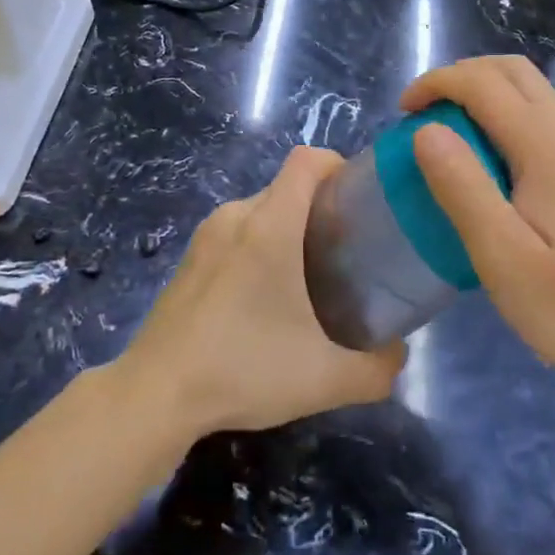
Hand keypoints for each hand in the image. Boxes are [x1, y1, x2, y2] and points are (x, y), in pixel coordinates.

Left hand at [118, 147, 405, 437]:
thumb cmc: (242, 369)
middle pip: (287, 187)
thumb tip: (399, 354)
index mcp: (269, 225)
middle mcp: (236, 216)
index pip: (307, 160)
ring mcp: (207, 234)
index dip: (338, 165)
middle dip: (321, 208)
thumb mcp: (323, 379)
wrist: (155, 394)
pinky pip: (236, 232)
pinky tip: (263, 298)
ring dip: (289, 229)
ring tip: (309, 278)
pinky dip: (259, 246)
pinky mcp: (190, 257)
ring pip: (261, 210)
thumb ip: (376, 369)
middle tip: (345, 253)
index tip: (359, 201)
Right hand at [402, 56, 554, 391]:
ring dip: (480, 90)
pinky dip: (499, 111)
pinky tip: (481, 155)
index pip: (484, 83)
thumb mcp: (501, 254)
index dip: (437, 83)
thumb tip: (425, 129)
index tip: (402, 112)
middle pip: (510, 70)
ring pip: (526, 87)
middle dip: (458, 77)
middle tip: (421, 113)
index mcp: (549, 146)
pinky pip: (536, 112)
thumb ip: (462, 186)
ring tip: (443, 129)